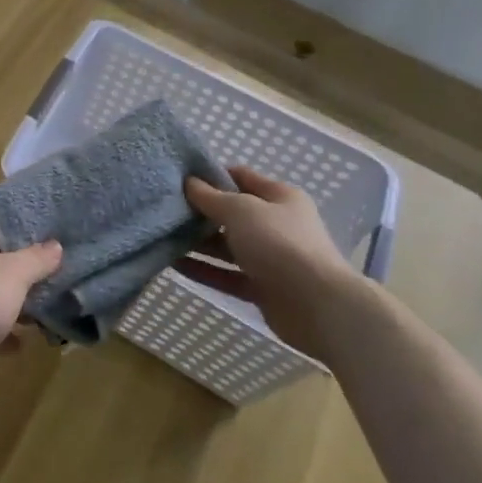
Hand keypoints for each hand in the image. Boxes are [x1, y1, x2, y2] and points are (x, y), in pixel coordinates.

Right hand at [180, 166, 365, 361]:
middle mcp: (276, 225)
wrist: (319, 307)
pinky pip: (227, 274)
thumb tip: (188, 182)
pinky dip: (203, 270)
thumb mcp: (240, 210)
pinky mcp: (263, 288)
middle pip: (231, 213)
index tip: (179, 177)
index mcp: (279, 197)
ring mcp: (270, 258)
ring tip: (161, 235)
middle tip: (164, 208)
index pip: (240, 177)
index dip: (211, 175)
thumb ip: (211, 197)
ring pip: (226, 246)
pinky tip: (173, 265)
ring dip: (197, 243)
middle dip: (199, 212)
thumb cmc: (279, 244)